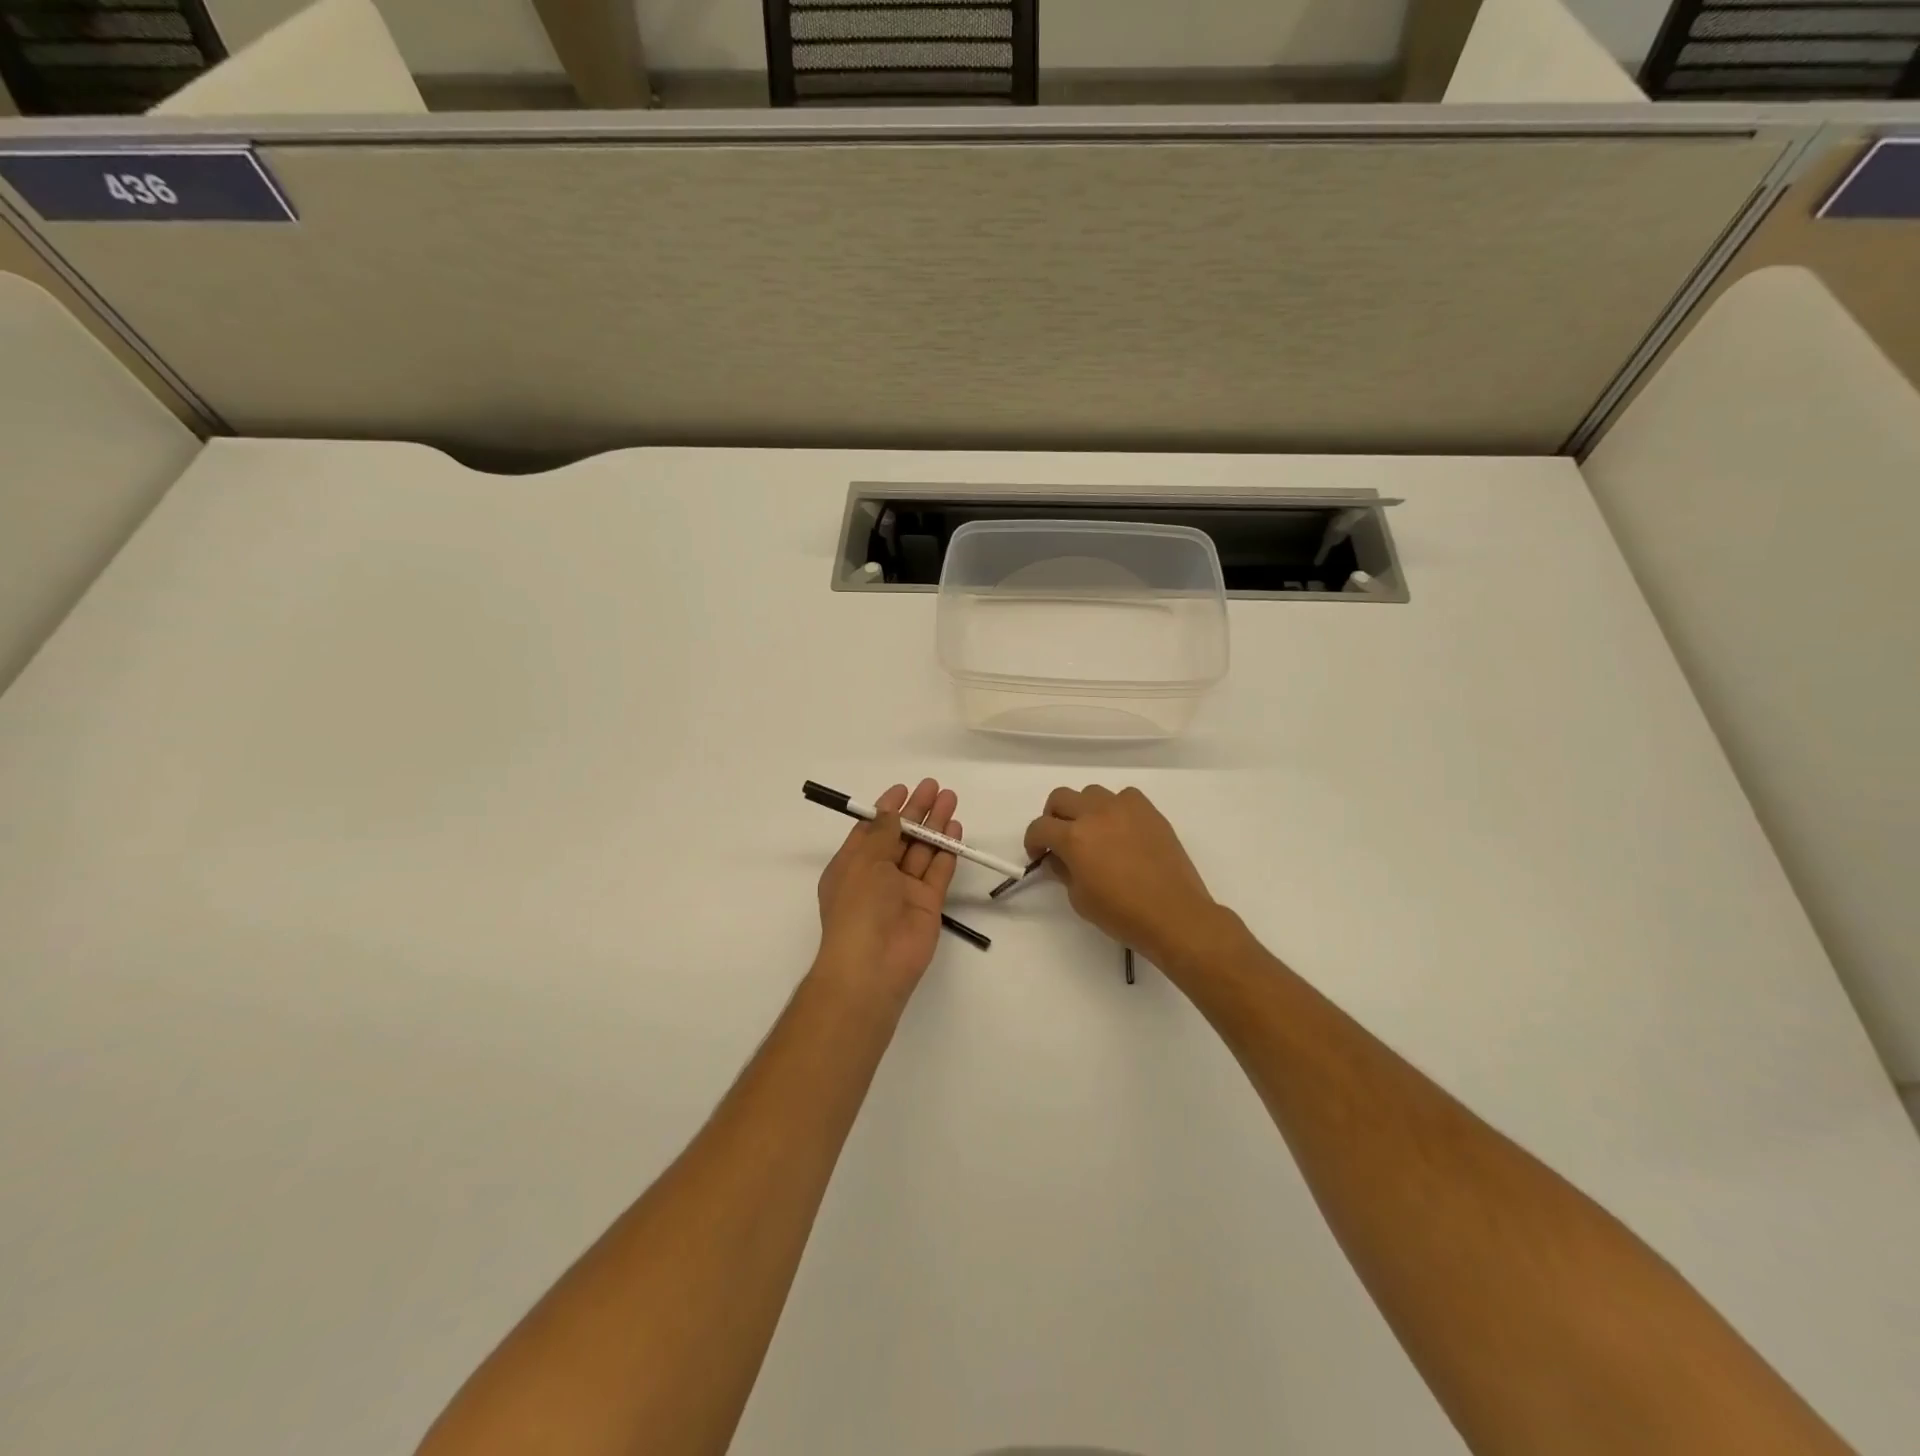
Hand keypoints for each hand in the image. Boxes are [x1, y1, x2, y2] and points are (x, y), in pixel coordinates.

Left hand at [814, 778, 961, 1003]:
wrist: (873, 965)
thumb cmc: (858, 907)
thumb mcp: (863, 862)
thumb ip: (881, 834)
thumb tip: (890, 812)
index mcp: (853, 865)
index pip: (872, 830)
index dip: (887, 809)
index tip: (904, 789)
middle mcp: (878, 876)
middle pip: (901, 836)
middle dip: (917, 811)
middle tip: (935, 787)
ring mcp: (904, 890)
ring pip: (922, 850)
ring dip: (935, 825)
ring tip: (950, 799)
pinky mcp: (928, 904)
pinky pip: (938, 871)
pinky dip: (947, 851)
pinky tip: (956, 829)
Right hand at [1023, 785, 1221, 968]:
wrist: (1173, 914)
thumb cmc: (1122, 914)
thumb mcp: (1079, 899)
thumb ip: (1063, 870)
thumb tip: (1059, 857)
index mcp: (1074, 837)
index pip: (1039, 827)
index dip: (1032, 841)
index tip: (1038, 855)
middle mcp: (1095, 813)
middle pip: (1060, 797)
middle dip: (1053, 817)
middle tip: (1059, 838)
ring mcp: (1124, 808)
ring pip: (1091, 792)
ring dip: (1084, 809)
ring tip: (1093, 831)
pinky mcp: (1149, 811)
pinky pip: (1124, 796)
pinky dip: (1115, 807)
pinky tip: (1121, 828)